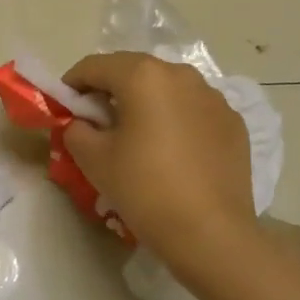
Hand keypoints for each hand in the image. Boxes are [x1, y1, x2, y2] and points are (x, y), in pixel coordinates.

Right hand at [61, 52, 259, 273]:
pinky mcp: (233, 122)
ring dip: (146, 101)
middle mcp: (180, 74)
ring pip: (167, 88)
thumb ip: (77, 129)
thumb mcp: (92, 158)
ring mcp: (213, 97)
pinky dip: (176, 119)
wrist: (211, 234)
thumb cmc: (144, 188)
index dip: (73, 83)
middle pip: (133, 71)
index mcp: (142, 75)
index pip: (94, 66)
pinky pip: (194, 109)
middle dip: (110, 89)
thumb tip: (82, 123)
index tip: (65, 106)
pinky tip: (172, 150)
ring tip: (138, 134)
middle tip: (97, 120)